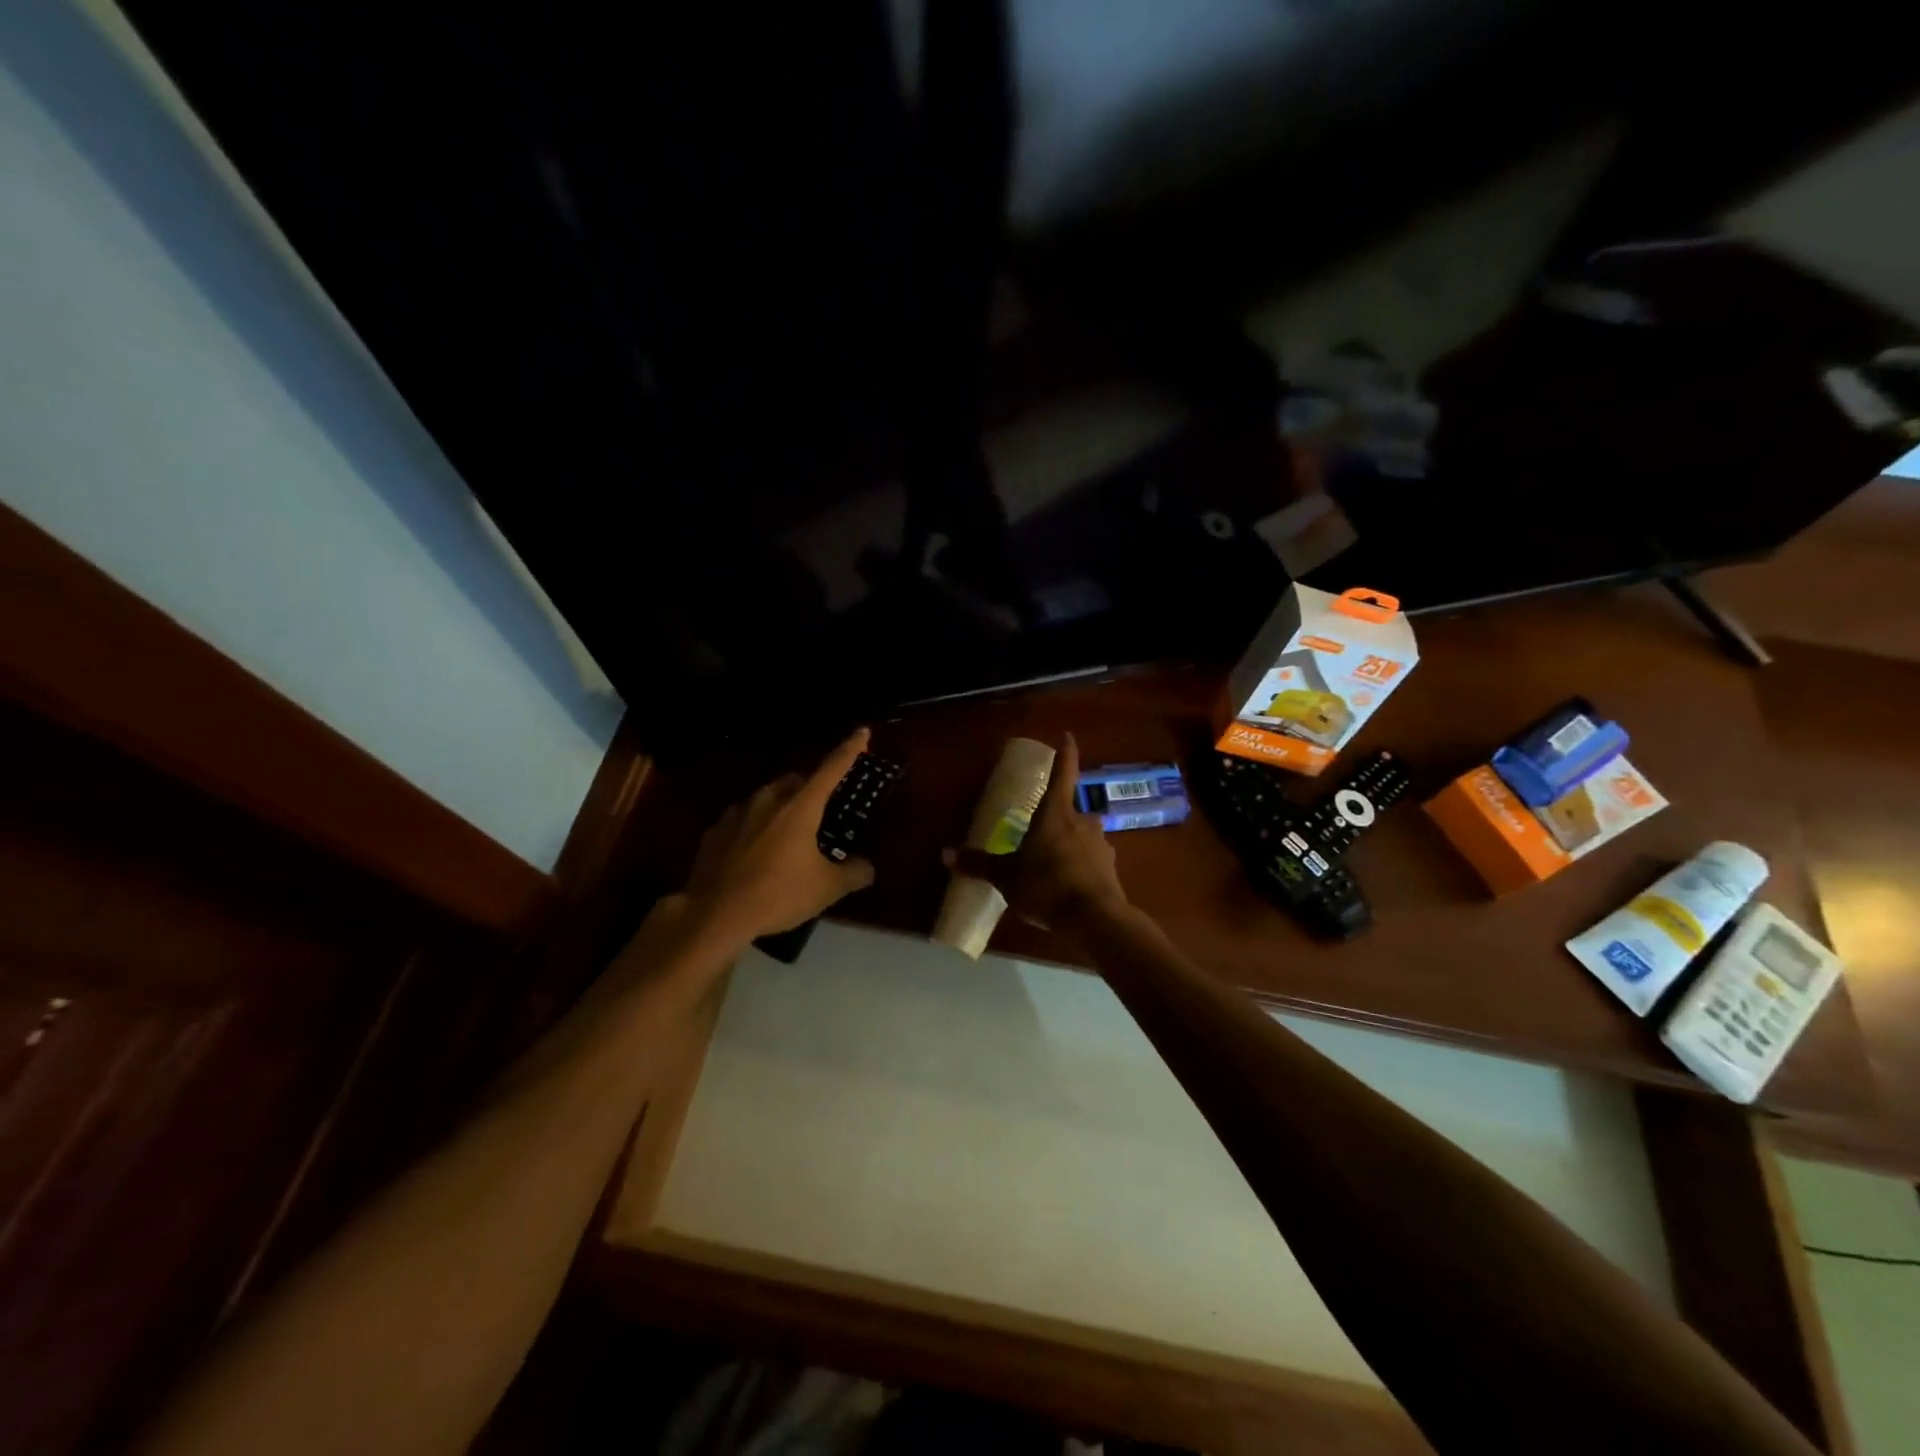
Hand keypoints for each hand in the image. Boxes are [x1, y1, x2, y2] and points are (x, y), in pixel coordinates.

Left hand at [684, 730, 877, 943]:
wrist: (713, 914)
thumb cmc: (778, 894)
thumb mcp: (827, 888)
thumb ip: (853, 873)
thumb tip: (867, 867)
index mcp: (800, 806)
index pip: (831, 769)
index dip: (849, 750)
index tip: (862, 732)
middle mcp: (768, 800)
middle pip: (795, 781)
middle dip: (810, 787)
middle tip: (820, 809)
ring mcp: (737, 813)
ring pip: (766, 798)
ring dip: (779, 808)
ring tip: (786, 833)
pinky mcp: (714, 832)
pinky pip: (741, 820)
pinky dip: (753, 828)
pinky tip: (754, 852)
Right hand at [943, 732, 1128, 932]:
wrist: (1095, 919)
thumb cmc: (1046, 886)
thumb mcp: (1006, 877)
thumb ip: (979, 864)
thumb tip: (945, 853)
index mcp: (1055, 813)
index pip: (1063, 773)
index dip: (1065, 753)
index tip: (1068, 736)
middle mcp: (1082, 820)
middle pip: (1069, 810)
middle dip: (1056, 818)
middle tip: (1039, 833)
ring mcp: (1101, 843)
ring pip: (1082, 836)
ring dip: (1070, 844)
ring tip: (1052, 866)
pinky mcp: (1111, 868)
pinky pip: (1092, 860)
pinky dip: (1081, 867)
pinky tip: (1070, 886)